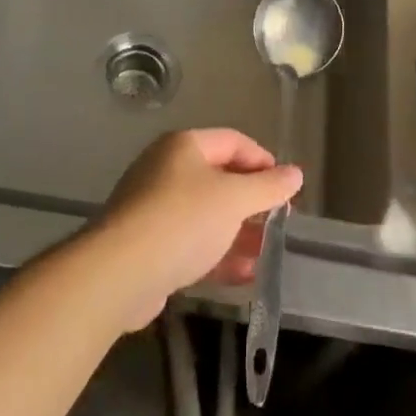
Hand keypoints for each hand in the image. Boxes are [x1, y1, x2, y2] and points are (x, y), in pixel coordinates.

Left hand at [91, 129, 302, 330]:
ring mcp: (154, 208)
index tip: (286, 188)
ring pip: (206, 215)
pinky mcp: (148, 246)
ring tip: (266, 252)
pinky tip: (245, 274)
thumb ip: (268, 187)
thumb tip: (296, 174)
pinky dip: (217, 255)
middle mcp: (166, 169)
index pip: (233, 141)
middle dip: (252, 201)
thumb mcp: (234, 199)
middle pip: (219, 178)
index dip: (263, 161)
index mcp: (184, 146)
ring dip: (238, 232)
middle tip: (278, 221)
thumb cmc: (183, 220)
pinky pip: (191, 243)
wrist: (119, 272)